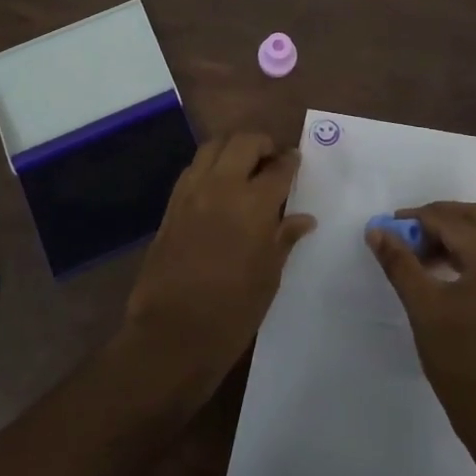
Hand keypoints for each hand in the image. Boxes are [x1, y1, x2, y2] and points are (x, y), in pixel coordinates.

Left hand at [122, 132, 315, 399]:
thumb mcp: (269, 276)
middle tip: (272, 160)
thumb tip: (304, 218)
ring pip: (213, 147)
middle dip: (262, 144)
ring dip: (232, 148)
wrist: (172, 333)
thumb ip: (284, 238)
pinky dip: (209, 166)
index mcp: (254, 204)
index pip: (279, 168)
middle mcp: (222, 187)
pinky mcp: (171, 205)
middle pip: (243, 142)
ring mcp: (192, 193)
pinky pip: (193, 169)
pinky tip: (218, 186)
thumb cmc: (233, 311)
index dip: (291, 161)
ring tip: (244, 166)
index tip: (296, 161)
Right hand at [367, 201, 475, 467]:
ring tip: (421, 253)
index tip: (387, 227)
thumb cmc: (461, 360)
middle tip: (405, 234)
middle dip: (438, 218)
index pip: (450, 220)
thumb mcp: (423, 307)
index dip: (415, 219)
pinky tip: (447, 272)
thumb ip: (399, 263)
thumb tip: (376, 230)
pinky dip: (472, 253)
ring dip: (456, 234)